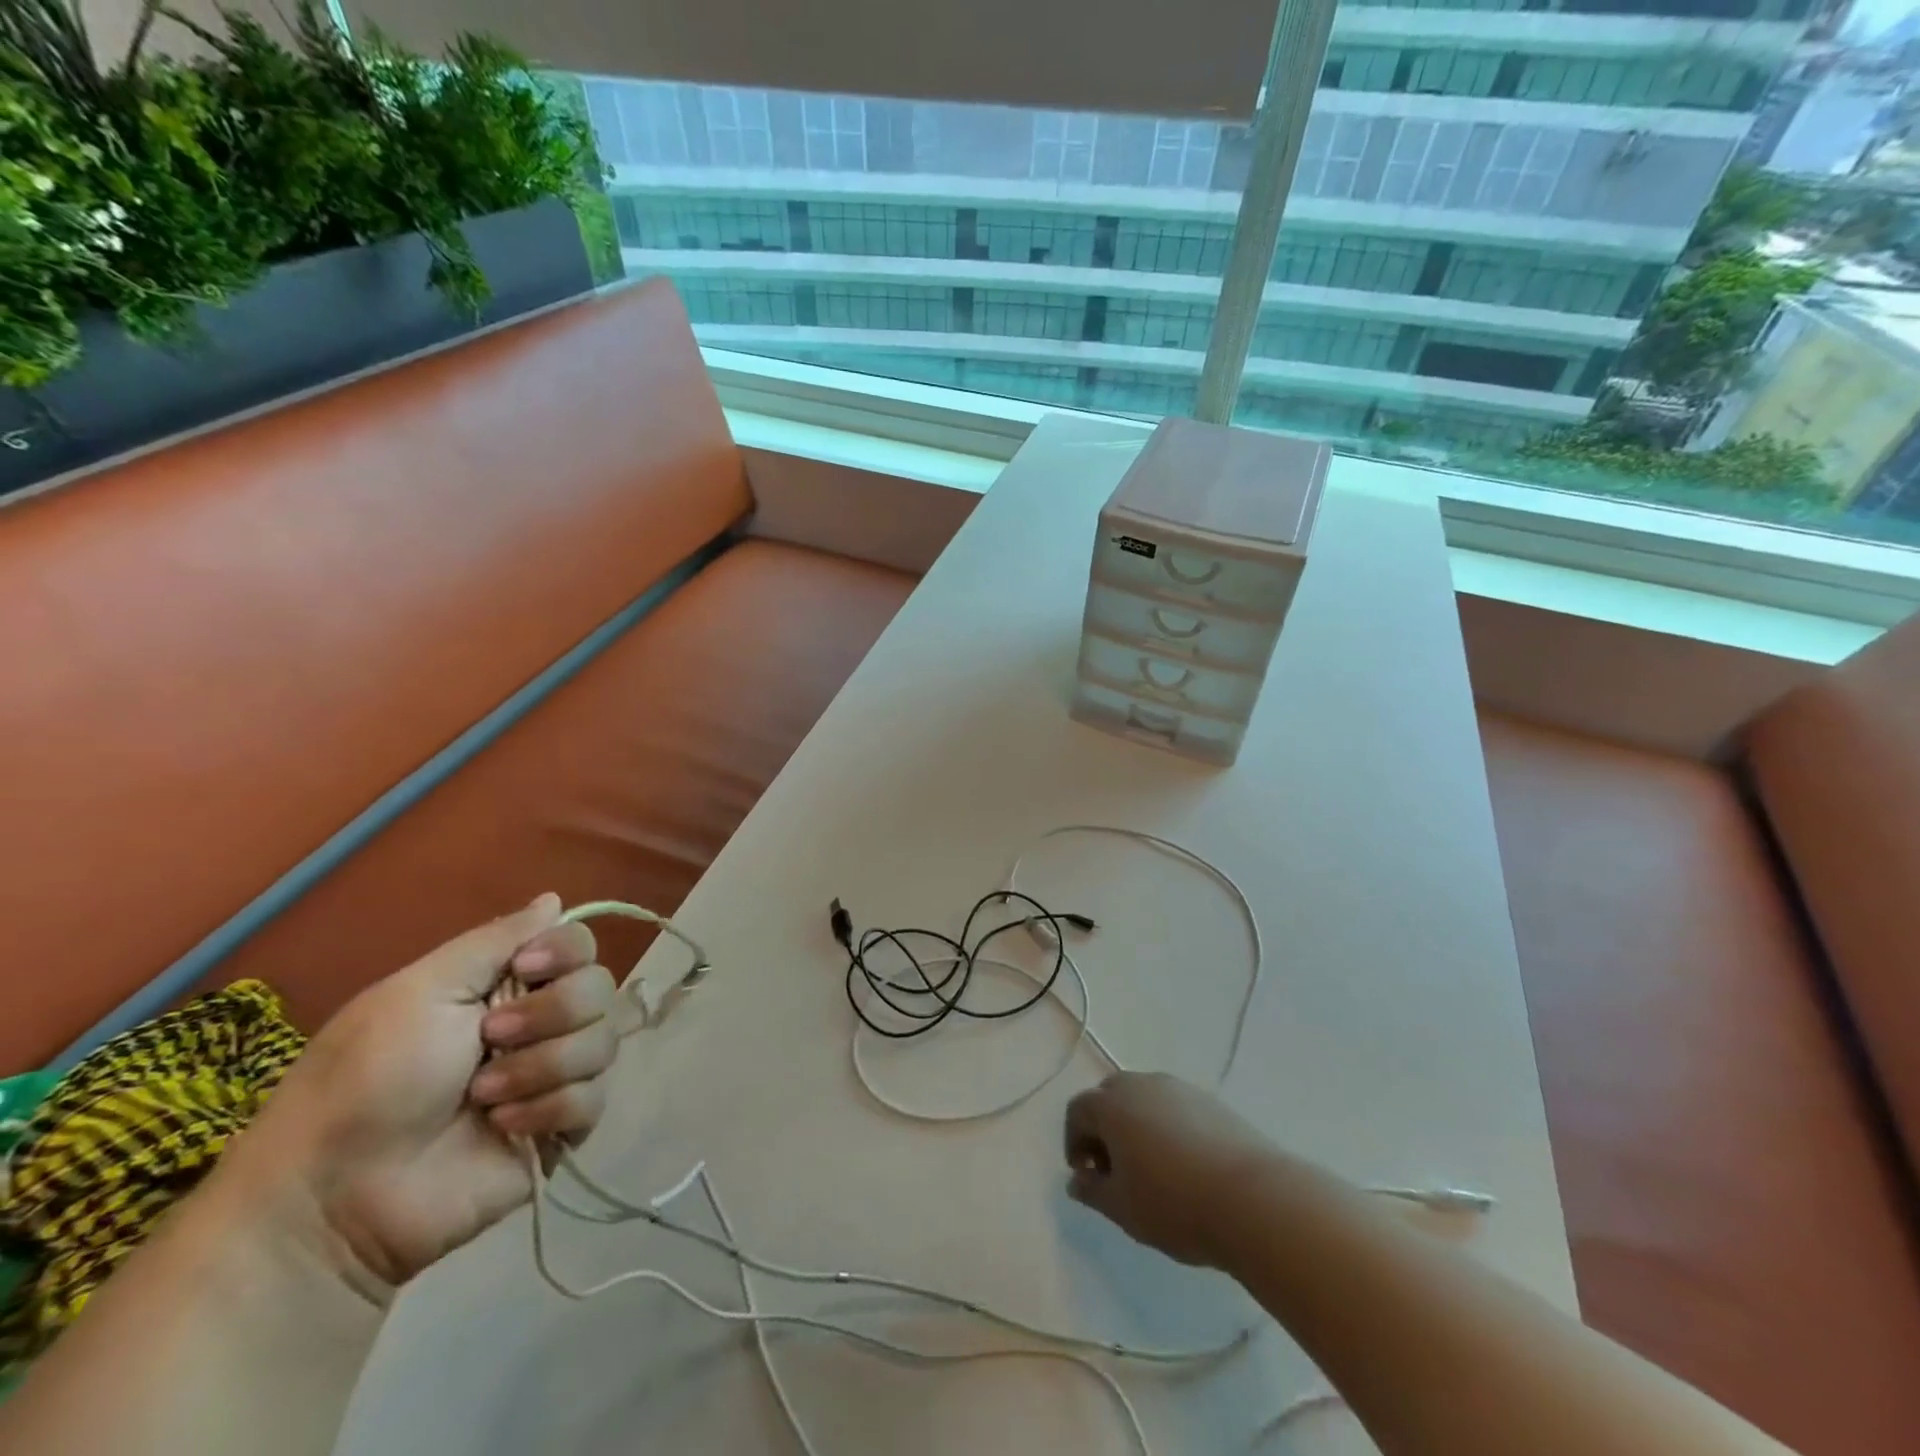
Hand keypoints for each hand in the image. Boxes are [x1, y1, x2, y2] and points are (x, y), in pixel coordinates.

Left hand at [219, 894, 618, 1301]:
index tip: (525, 970)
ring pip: (603, 1042)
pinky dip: (548, 1109)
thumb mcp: (420, 991)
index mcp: (508, 985)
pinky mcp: (562, 1129)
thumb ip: (495, 940)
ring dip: (542, 1066)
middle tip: (490, 1038)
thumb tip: (554, 898)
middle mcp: (541, 1023)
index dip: (566, 951)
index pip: (580, 943)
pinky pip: (593, 1099)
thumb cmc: (369, 1079)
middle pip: (600, 988)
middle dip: (552, 1013)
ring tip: (483, 1096)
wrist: (339, 1195)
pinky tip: (502, 1128)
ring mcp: (554, 1076)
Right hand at [1064, 1072, 1276, 1267]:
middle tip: (1114, 1170)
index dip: (1074, 1142)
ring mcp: (1177, 1088)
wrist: (1252, 1198)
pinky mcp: (1209, 1100)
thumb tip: (1077, 1180)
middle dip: (1104, 1129)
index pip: (1077, 1111)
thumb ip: (1092, 1191)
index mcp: (1110, 1104)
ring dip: (1136, 1126)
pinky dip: (1167, 1127)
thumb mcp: (1122, 1208)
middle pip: (1109, 1097)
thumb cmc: (1174, 1204)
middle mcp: (1140, 1084)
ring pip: (1143, 1100)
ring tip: (1150, 1168)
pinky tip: (1183, 1164)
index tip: (1086, 1176)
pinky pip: (1174, 1107)